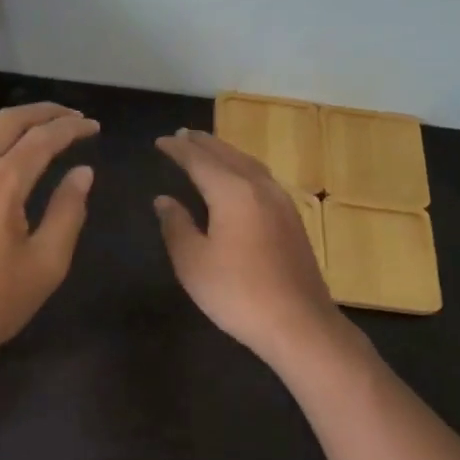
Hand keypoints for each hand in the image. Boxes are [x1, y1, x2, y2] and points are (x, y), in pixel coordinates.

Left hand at [0, 103, 97, 380]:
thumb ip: (67, 213)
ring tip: (37, 126)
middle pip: (6, 122)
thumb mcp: (45, 265)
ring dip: (10, 120)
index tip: (93, 126)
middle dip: (41, 112)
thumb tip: (82, 173)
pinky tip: (2, 153)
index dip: (70, 128)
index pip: (41, 139)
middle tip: (70, 115)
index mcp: (0, 185)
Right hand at [154, 128, 344, 369]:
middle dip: (203, 144)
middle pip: (228, 155)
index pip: (199, 161)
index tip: (160, 141)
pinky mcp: (292, 220)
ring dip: (225, 153)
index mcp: (233, 192)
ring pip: (249, 164)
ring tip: (208, 149)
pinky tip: (239, 179)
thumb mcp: (193, 262)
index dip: (178, 150)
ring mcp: (281, 202)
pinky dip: (242, 168)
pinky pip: (262, 179)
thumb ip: (176, 226)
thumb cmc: (237, 293)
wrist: (298, 324)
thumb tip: (164, 200)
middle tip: (182, 135)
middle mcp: (259, 188)